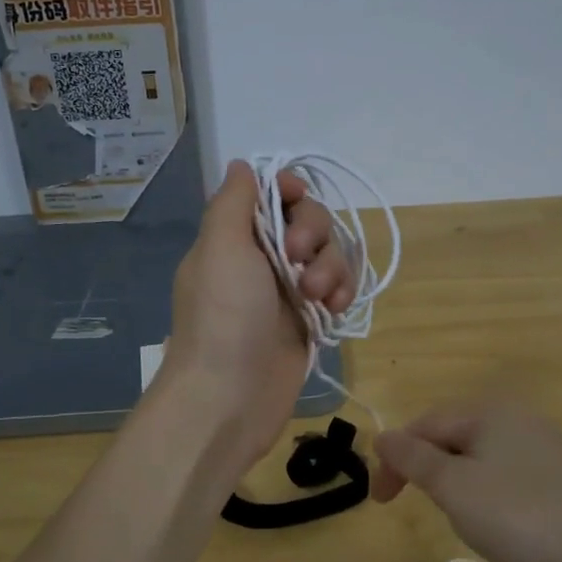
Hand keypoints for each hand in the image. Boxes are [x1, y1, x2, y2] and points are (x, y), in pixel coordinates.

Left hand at [158, 159, 354, 464]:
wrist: (229, 396)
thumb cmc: (223, 316)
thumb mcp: (220, 248)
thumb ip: (233, 202)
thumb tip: (241, 165)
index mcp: (235, 238)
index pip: (271, 196)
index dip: (290, 191)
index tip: (297, 197)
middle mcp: (262, 259)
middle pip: (308, 221)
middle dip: (313, 234)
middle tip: (297, 259)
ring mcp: (288, 292)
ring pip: (329, 256)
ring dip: (331, 268)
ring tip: (318, 298)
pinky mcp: (310, 321)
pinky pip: (338, 289)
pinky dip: (341, 293)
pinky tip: (334, 310)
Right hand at [372, 400, 561, 561]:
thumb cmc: (519, 514)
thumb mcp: (454, 487)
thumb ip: (413, 459)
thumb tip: (381, 435)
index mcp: (486, 410)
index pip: (423, 426)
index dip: (396, 461)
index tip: (382, 502)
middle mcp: (514, 414)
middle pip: (450, 436)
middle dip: (428, 471)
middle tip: (422, 509)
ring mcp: (540, 440)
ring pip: (476, 456)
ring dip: (455, 482)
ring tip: (461, 518)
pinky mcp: (557, 469)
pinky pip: (503, 470)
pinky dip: (485, 490)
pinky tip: (497, 518)